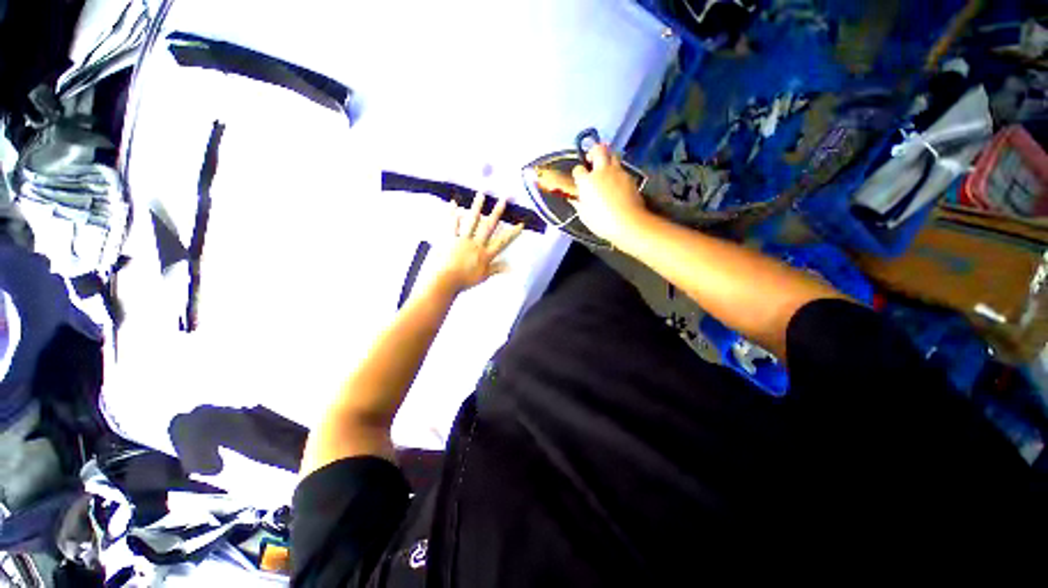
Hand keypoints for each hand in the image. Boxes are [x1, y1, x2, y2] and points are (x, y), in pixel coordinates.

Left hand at [433, 192, 523, 293]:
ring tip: (481, 194)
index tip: (521, 224)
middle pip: (489, 226)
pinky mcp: (449, 238)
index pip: (502, 242)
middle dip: (497, 212)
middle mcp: (476, 244)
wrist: (445, 281)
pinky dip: (452, 213)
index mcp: (485, 254)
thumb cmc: (465, 281)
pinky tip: (454, 202)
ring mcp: (462, 239)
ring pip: (472, 221)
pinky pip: (451, 223)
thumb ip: (496, 269)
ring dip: (477, 207)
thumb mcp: (483, 276)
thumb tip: (511, 267)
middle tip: (503, 199)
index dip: (512, 233)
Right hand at [570, 144, 648, 243]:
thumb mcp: (584, 215)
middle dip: (593, 151)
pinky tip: (616, 183)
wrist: (628, 223)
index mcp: (587, 181)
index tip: (578, 180)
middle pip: (598, 150)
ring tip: (605, 169)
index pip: (578, 169)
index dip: (577, 173)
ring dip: (608, 158)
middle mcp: (602, 171)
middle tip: (591, 160)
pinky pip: (622, 169)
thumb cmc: (601, 221)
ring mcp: (618, 173)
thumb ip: (578, 203)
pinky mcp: (630, 178)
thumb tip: (574, 198)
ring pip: (613, 155)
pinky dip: (617, 172)